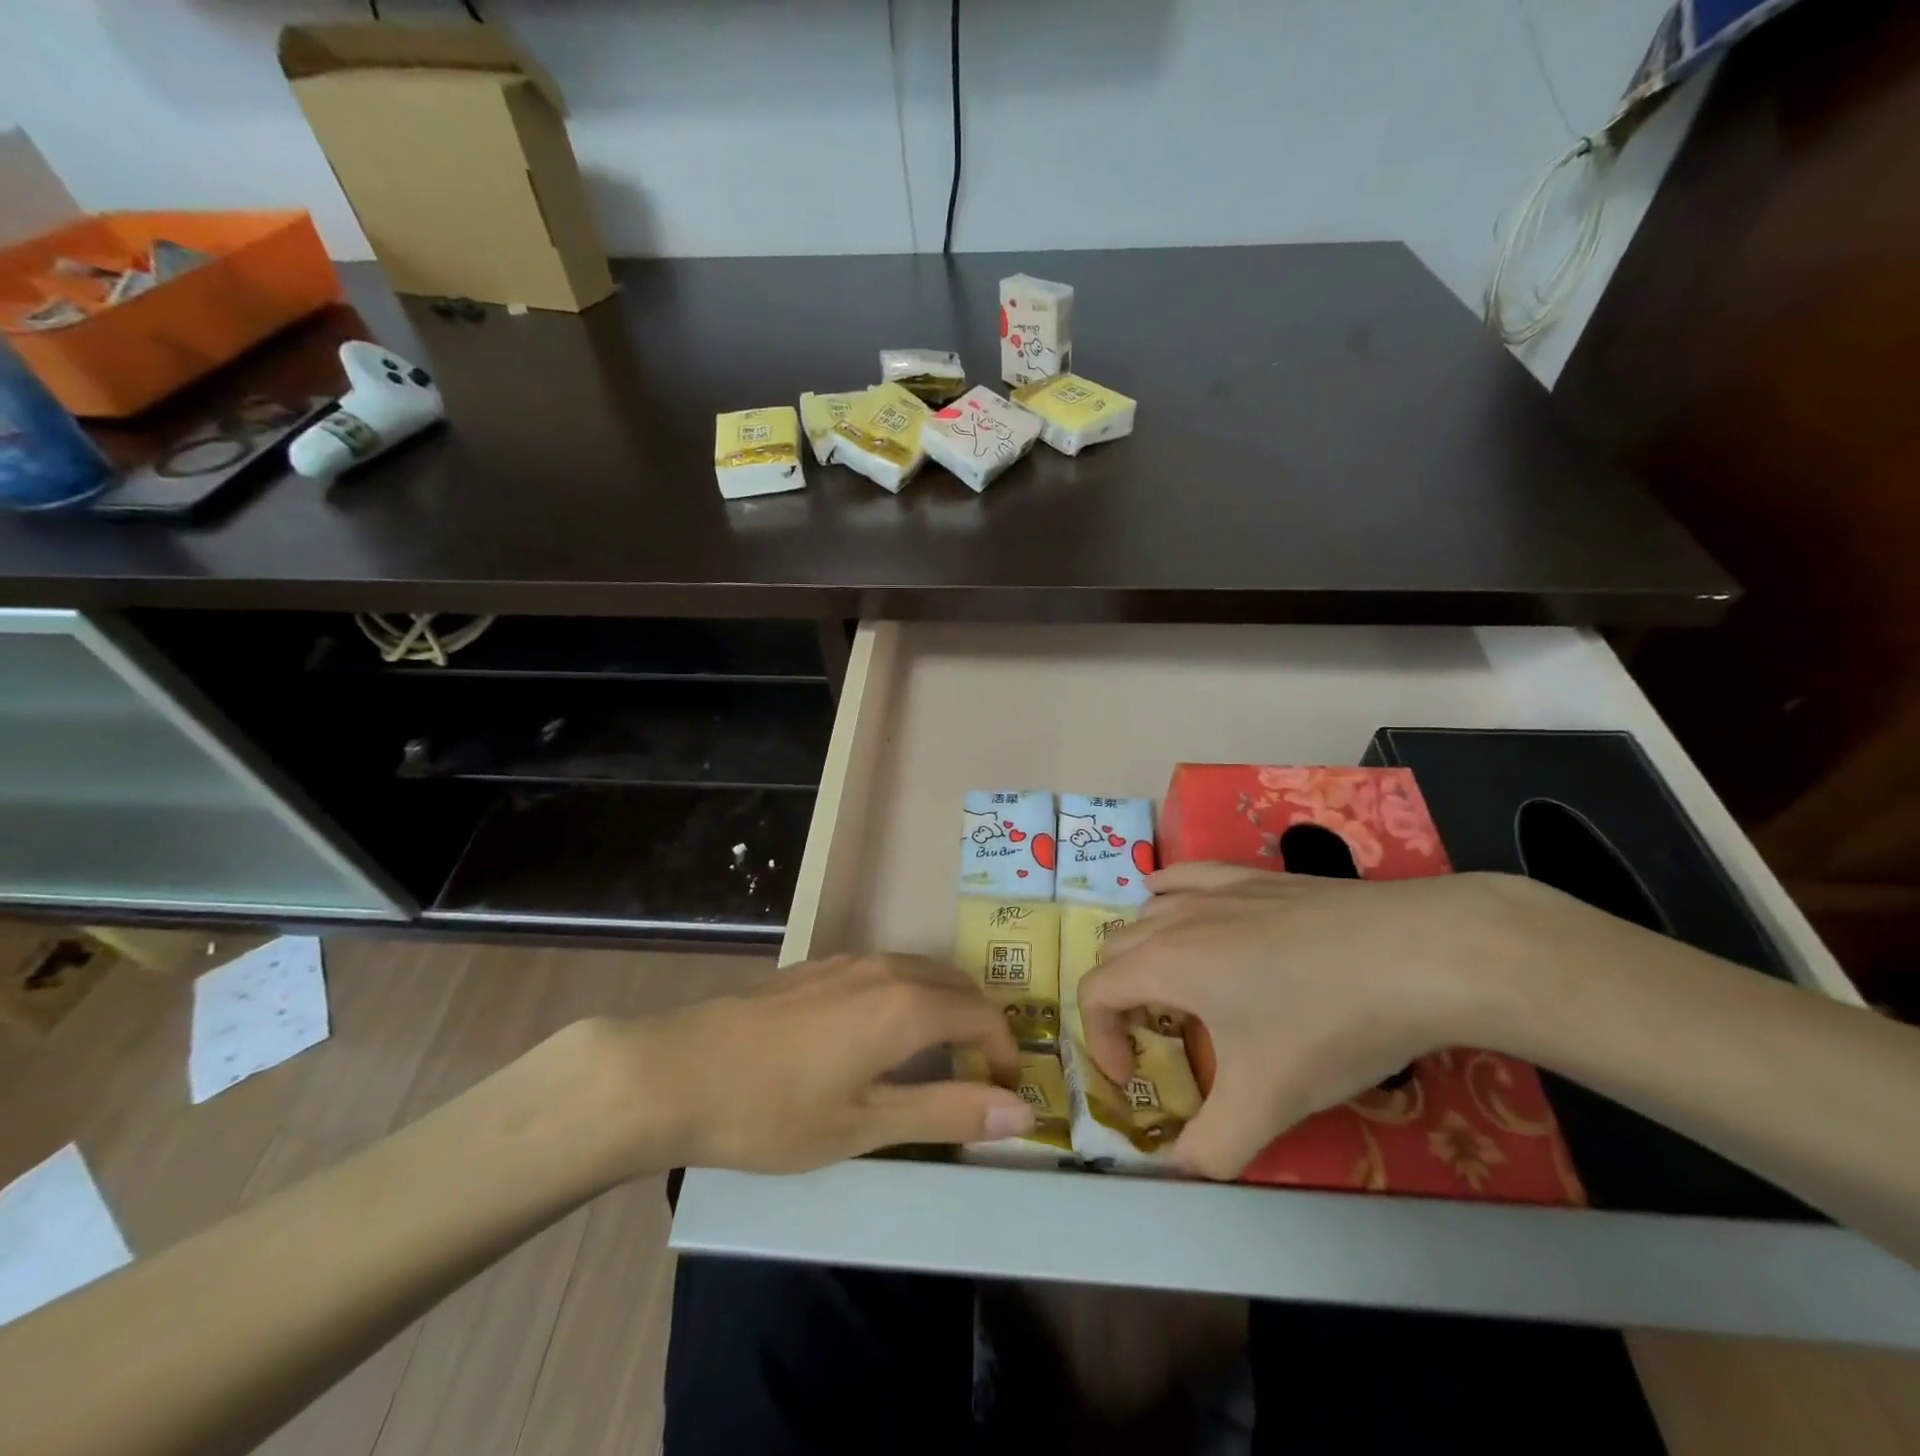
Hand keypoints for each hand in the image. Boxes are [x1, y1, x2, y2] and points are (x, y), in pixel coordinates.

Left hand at [596, 953, 1034, 1174]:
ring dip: (946, 1010)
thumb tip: (1023, 1113)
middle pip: (959, 987)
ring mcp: (849, 961)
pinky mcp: (820, 965)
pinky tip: (880, 1037)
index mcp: (906, 1006)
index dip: (1005, 1055)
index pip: (984, 1017)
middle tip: (976, 1084)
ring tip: (935, 1062)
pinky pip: (888, 971)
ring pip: (923, 973)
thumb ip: (947, 1111)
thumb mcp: (865, 1125)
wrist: (676, 1071)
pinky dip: (910, 998)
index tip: (1004, 1098)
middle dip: (981, 1030)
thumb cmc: (774, 1112)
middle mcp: (887, 970)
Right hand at [1077, 863, 1576, 1178]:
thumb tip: (1182, 1167)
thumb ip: (1213, 1148)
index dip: (1099, 1039)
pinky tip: (1178, 902)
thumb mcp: (1268, 1103)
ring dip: (1141, 951)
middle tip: (1153, 1039)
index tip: (1133, 1077)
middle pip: (1114, 949)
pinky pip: (1188, 876)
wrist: (1416, 955)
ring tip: (1170, 986)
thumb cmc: (1327, 1024)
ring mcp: (1216, 890)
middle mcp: (1177, 918)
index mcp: (1165, 965)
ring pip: (1148, 911)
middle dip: (1118, 998)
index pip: (1095, 992)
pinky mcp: (1253, 877)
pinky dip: (1168, 893)